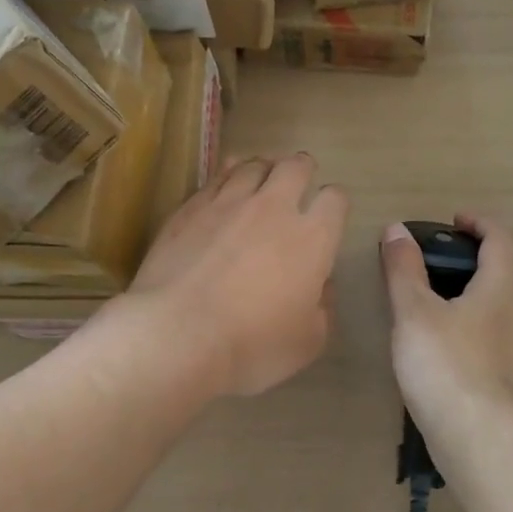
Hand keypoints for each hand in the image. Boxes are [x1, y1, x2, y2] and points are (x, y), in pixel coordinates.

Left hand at [123, 153, 348, 396]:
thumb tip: (320, 287)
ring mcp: (227, 203)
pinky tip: (224, 183)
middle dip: (302, 170)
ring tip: (261, 178)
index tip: (329, 217)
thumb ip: (322, 309)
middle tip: (298, 181)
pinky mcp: (189, 208)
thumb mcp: (307, 342)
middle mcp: (274, 208)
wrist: (177, 334)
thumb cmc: (252, 345)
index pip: (335, 200)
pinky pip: (215, 178)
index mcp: (312, 238)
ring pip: (252, 165)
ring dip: (263, 168)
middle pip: (295, 167)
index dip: (335, 204)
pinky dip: (226, 175)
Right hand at [381, 214, 512, 425]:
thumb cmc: (446, 365)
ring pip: (492, 313)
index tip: (453, 222)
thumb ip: (404, 271)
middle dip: (466, 264)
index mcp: (498, 291)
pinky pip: (486, 345)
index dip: (480, 223)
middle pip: (499, 276)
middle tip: (428, 267)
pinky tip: (437, 354)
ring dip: (465, 301)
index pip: (502, 240)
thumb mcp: (414, 312)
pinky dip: (465, 334)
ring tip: (424, 312)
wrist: (479, 438)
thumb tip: (397, 230)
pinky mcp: (505, 385)